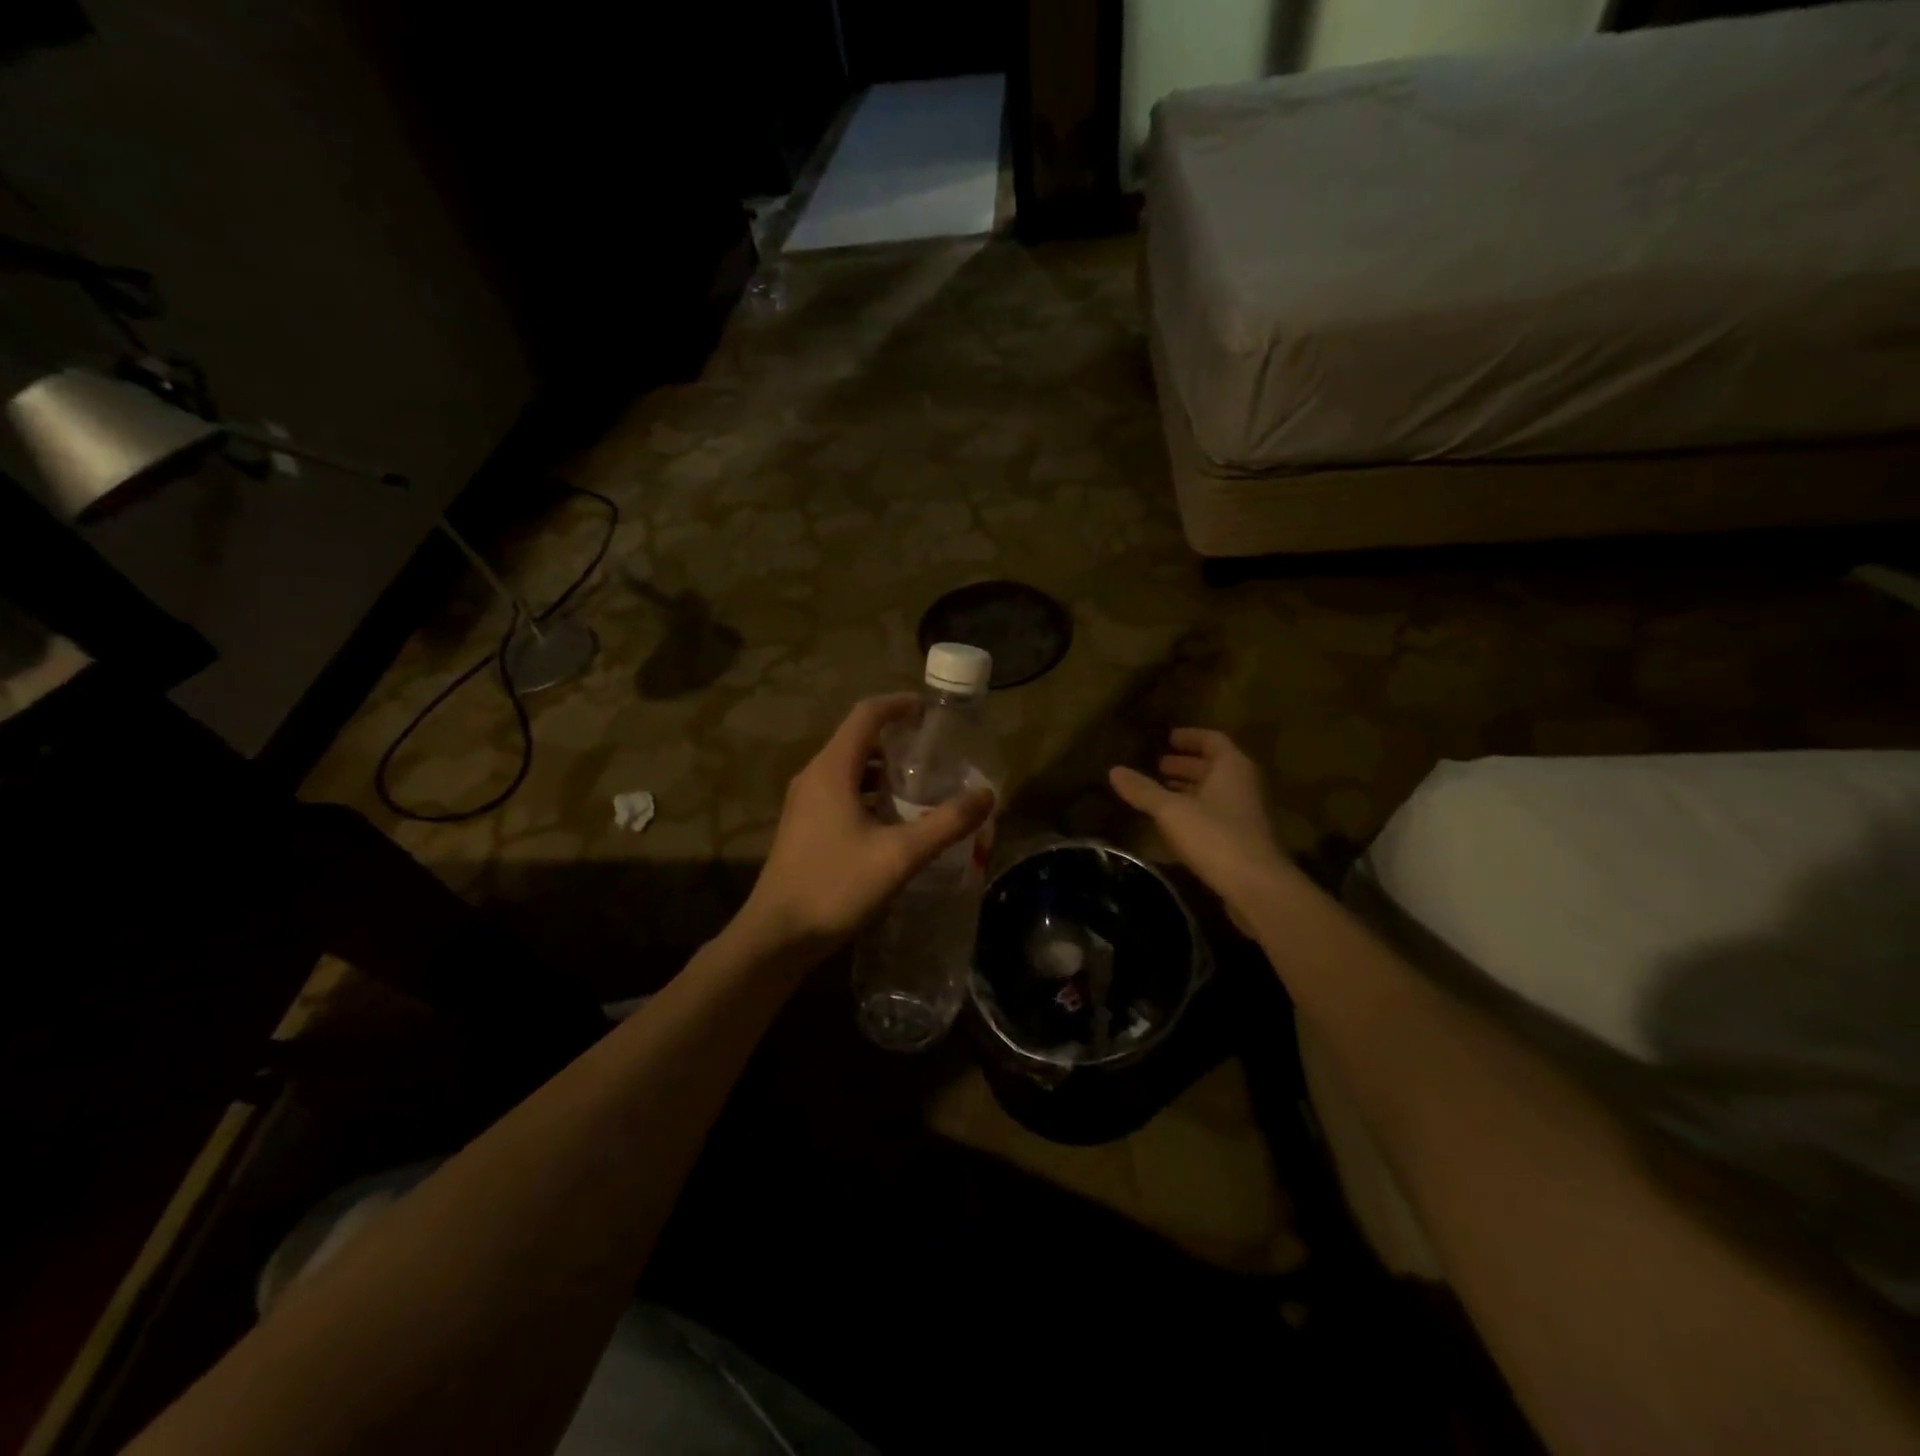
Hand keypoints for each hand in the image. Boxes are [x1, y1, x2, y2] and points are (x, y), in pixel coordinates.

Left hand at [737, 695, 993, 963]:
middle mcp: (814, 777)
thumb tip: (987, 794)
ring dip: (884, 772)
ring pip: (849, 770)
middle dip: (897, 741)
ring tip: (922, 788)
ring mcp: (805, 803)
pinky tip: (894, 822)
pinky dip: (870, 795)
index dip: (900, 704)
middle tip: (936, 754)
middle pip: (858, 740)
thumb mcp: (899, 855)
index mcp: (831, 770)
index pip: (867, 715)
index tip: (931, 710)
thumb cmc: (835, 887)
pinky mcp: (804, 827)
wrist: (777, 936)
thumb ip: (946, 822)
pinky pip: (841, 794)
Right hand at [1109, 729, 1289, 918]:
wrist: (1256, 886)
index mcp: (1232, 768)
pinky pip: (1215, 814)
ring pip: (1214, 792)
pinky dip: (1193, 811)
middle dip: (1186, 765)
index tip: (1167, 738)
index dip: (1190, 737)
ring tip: (1159, 792)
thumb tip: (1114, 770)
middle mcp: (1243, 785)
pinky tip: (1172, 823)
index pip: (1213, 740)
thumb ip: (1143, 790)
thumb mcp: (1171, 810)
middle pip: (1214, 767)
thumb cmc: (1215, 836)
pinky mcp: (1241, 839)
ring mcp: (1245, 814)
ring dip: (1189, 789)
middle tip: (1157, 765)